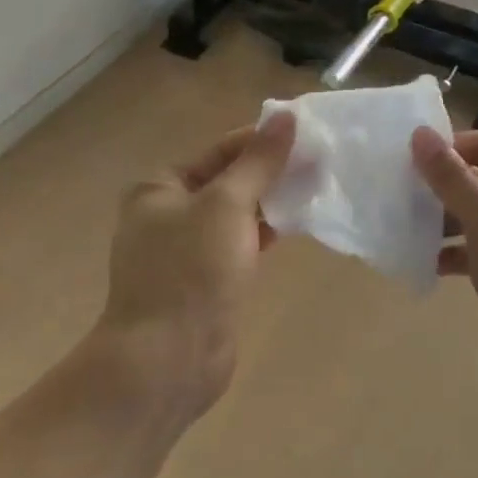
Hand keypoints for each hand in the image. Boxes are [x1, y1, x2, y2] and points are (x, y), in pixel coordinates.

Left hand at [93, 111, 296, 423]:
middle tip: (318, 161)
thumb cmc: (191, 271)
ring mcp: (185, 251)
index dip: (261, 140)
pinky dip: (264, 234)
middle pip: (227, 181)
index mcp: (159, 188)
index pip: (218, 151)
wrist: (168, 360)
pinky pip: (238, 245)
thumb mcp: (227, 205)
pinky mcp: (205, 281)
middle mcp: (167, 214)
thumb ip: (258, 162)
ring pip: (235, 215)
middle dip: (269, 172)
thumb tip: (286, 116)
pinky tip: (296, 225)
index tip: (307, 134)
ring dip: (270, 202)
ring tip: (315, 187)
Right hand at [410, 128, 477, 414]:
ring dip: (443, 222)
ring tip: (404, 230)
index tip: (408, 164)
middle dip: (440, 188)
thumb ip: (451, 177)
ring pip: (476, 218)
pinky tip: (425, 263)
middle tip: (399, 197)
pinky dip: (454, 253)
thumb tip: (420, 133)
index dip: (448, 150)